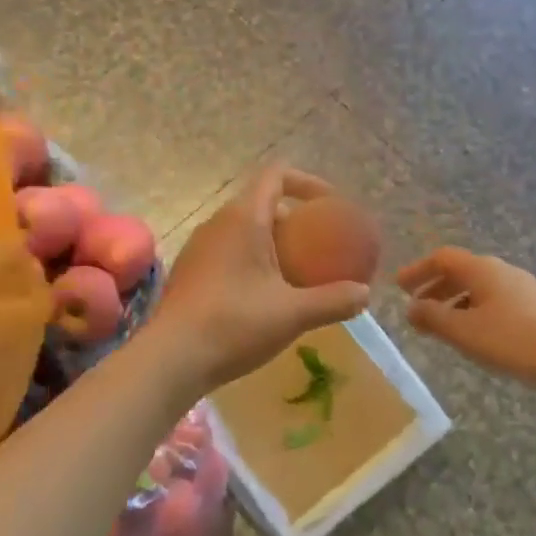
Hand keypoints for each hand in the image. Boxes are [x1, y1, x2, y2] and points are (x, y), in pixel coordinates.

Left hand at [149, 164, 370, 396]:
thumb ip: (334, 300)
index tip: (331, 206)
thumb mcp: (293, 313)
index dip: (308, 182)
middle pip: (262, 203)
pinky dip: (253, 260)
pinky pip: (229, 251)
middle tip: (320, 246)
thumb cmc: (234, 325)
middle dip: (295, 219)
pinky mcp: (190, 272)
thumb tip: (365, 294)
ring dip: (273, 242)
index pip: (276, 175)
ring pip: (244, 229)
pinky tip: (265, 296)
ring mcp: (199, 247)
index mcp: (243, 218)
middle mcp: (218, 223)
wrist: (170, 360)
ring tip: (297, 272)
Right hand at [398, 247, 535, 389]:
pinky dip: (473, 309)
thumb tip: (411, 307)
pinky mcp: (535, 306)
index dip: (418, 270)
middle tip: (415, 307)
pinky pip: (493, 299)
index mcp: (482, 269)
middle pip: (461, 270)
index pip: (442, 258)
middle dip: (435, 287)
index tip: (399, 287)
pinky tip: (474, 333)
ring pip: (478, 287)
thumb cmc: (513, 341)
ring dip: (454, 300)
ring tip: (440, 325)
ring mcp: (522, 287)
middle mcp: (501, 270)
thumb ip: (433, 317)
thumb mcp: (464, 331)